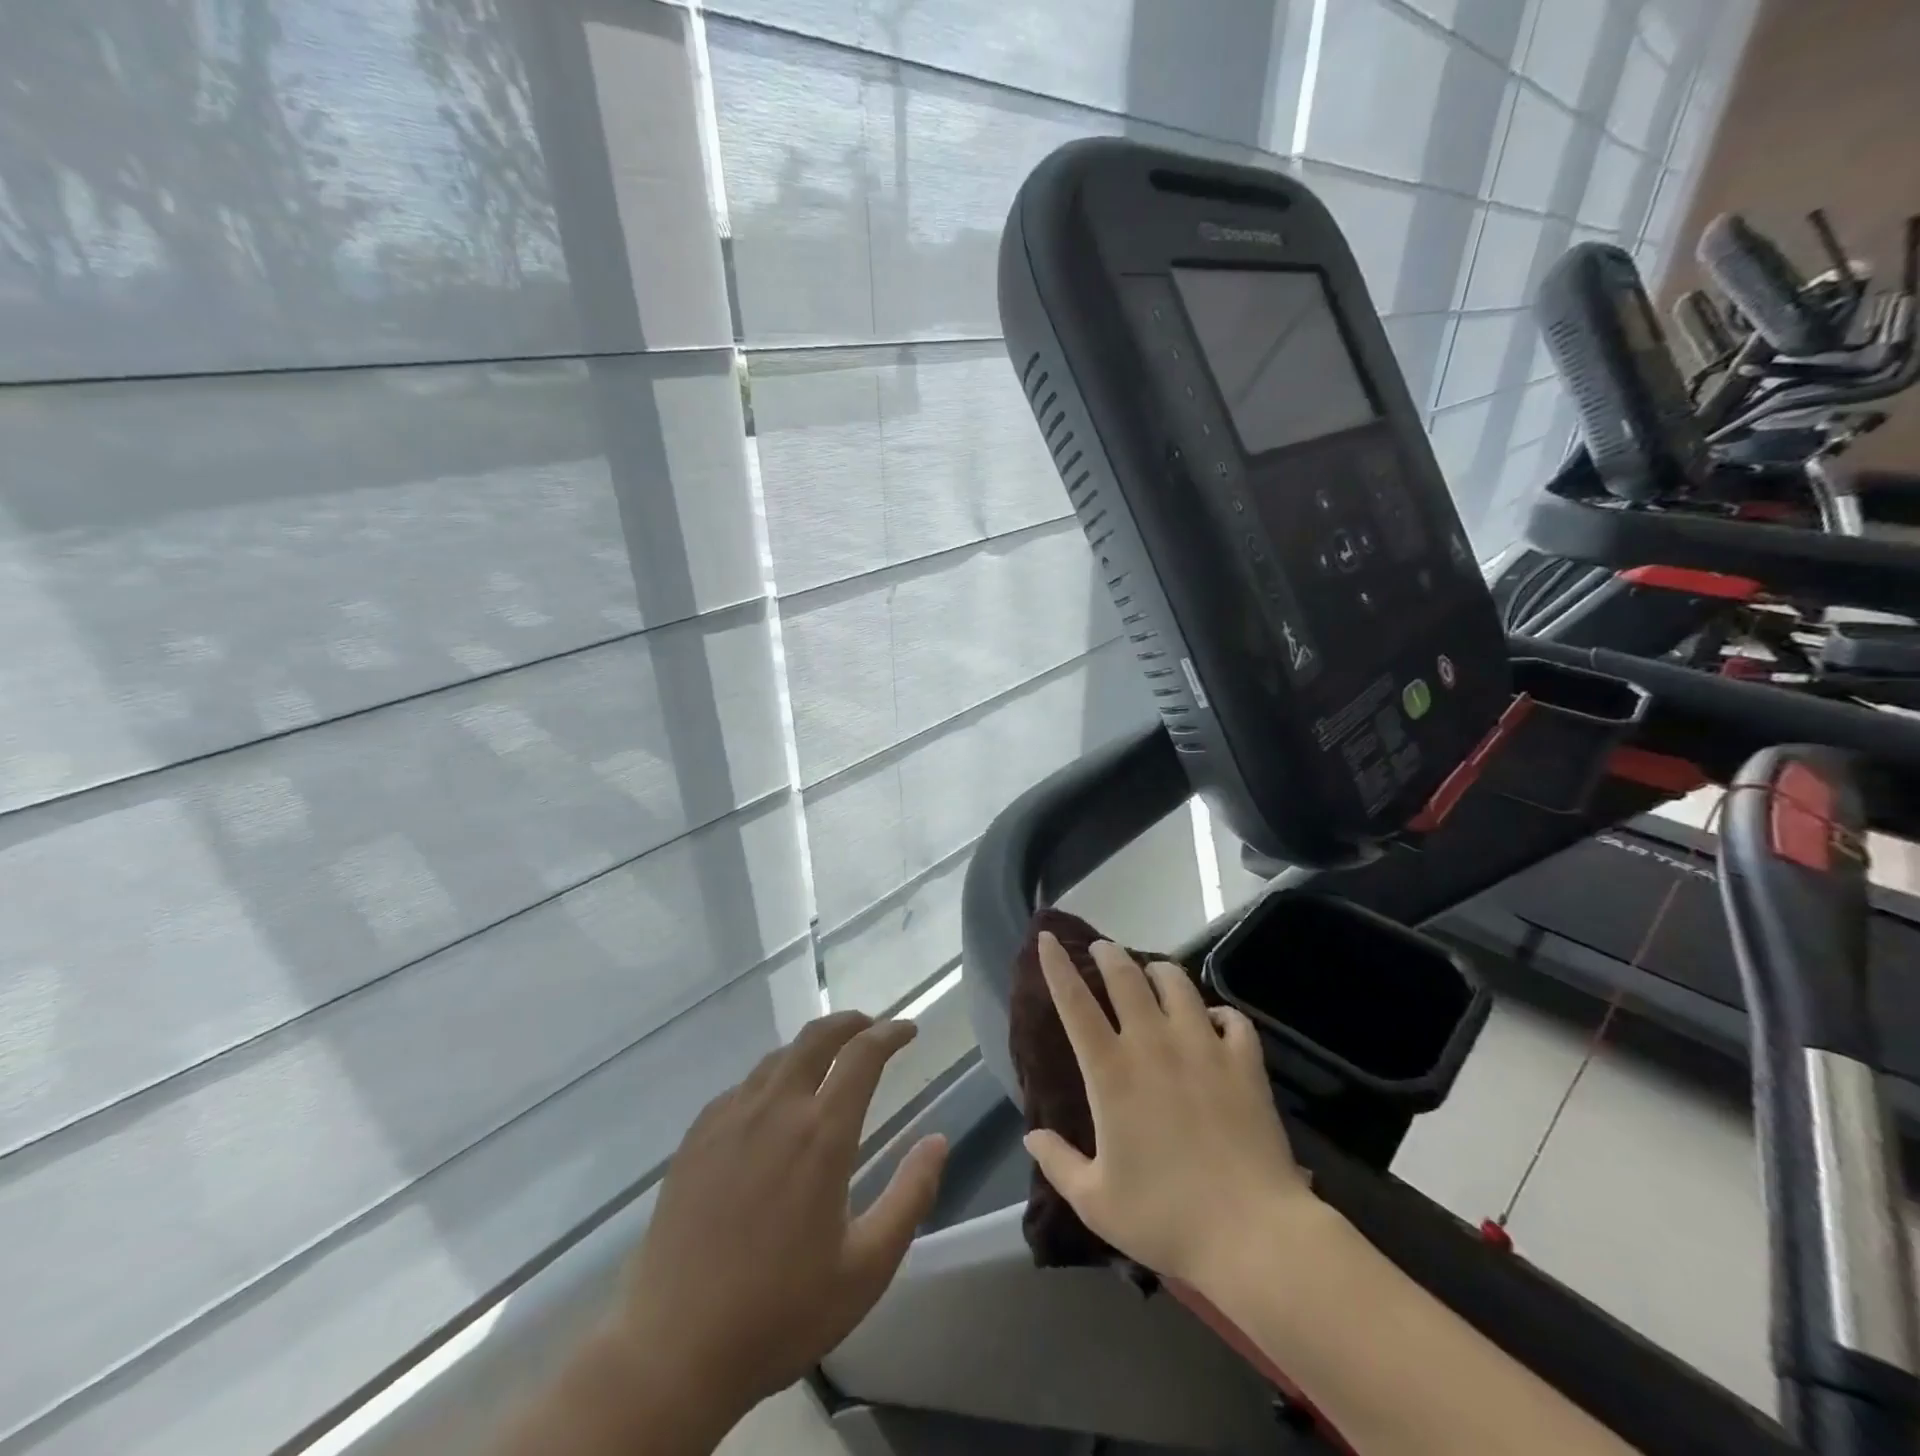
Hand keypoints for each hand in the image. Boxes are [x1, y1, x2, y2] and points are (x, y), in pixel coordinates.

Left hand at [612, 1013, 948, 1429]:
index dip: (890, 1033)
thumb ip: (910, 1196)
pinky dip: (770, 1078)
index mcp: (822, 1134)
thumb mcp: (867, 1268)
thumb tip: (938, 1140)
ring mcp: (729, 1120)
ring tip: (826, 1062)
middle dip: (850, 1022)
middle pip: (816, 1037)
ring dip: (810, 1048)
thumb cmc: (781, 1312)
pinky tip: (770, 1105)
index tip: (908, 1030)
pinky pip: (741, 1087)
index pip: (863, 1056)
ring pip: (777, 1058)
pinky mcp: (695, 1139)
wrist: (672, 1353)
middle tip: (870, 1028)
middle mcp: (776, 1109)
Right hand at [1024, 934, 1313, 1292]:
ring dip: (1159, 970)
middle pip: (1126, 977)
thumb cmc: (1165, 1218)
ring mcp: (1203, 1047)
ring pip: (1177, 984)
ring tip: (1153, 971)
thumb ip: (1058, 1163)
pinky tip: (1215, 1020)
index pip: (1074, 1003)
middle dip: (1109, 954)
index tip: (1047, 939)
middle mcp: (1153, 1045)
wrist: (1251, 1234)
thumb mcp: (1096, 1202)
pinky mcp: (1244, 1062)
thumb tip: (1031, 1136)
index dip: (1057, 966)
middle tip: (1102, 949)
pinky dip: (1220, 1012)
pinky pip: (1232, 1018)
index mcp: (1111, 1072)